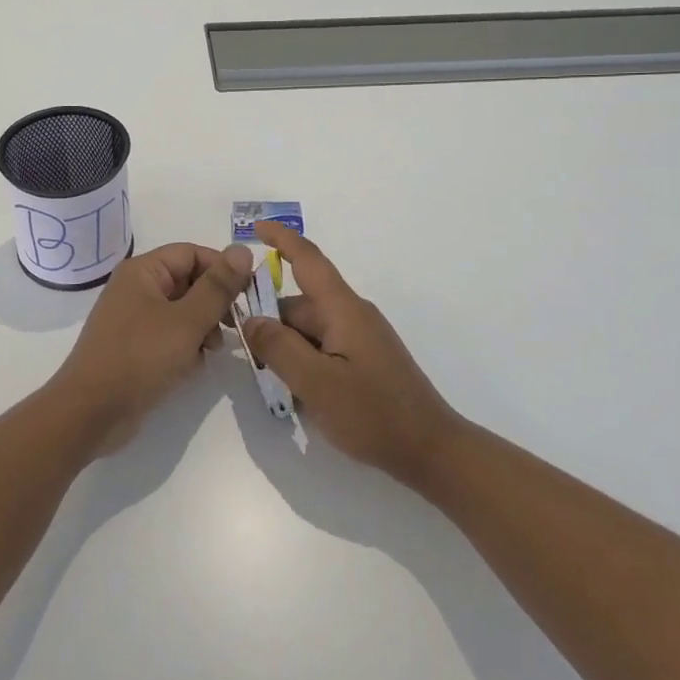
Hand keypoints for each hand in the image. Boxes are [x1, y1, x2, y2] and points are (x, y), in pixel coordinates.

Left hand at [51, 240, 255, 454]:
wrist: (91, 413)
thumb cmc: (139, 358)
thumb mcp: (187, 321)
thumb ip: (218, 287)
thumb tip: (244, 249)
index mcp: (143, 271)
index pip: (192, 253)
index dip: (222, 269)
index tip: (248, 293)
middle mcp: (136, 289)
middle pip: (188, 281)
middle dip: (214, 302)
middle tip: (234, 326)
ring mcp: (133, 319)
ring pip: (182, 311)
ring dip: (203, 327)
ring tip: (211, 350)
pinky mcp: (135, 347)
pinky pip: (170, 335)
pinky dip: (186, 346)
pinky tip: (193, 367)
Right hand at [242, 223, 464, 488]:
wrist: (431, 450)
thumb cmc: (373, 414)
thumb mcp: (316, 383)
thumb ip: (279, 348)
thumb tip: (251, 319)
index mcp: (343, 309)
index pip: (308, 260)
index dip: (281, 239)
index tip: (255, 228)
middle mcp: (352, 315)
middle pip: (299, 305)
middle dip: (271, 323)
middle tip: (248, 356)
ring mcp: (360, 338)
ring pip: (308, 330)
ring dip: (287, 350)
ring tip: (276, 384)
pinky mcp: (364, 359)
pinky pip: (323, 348)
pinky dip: (305, 363)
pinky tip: (300, 395)